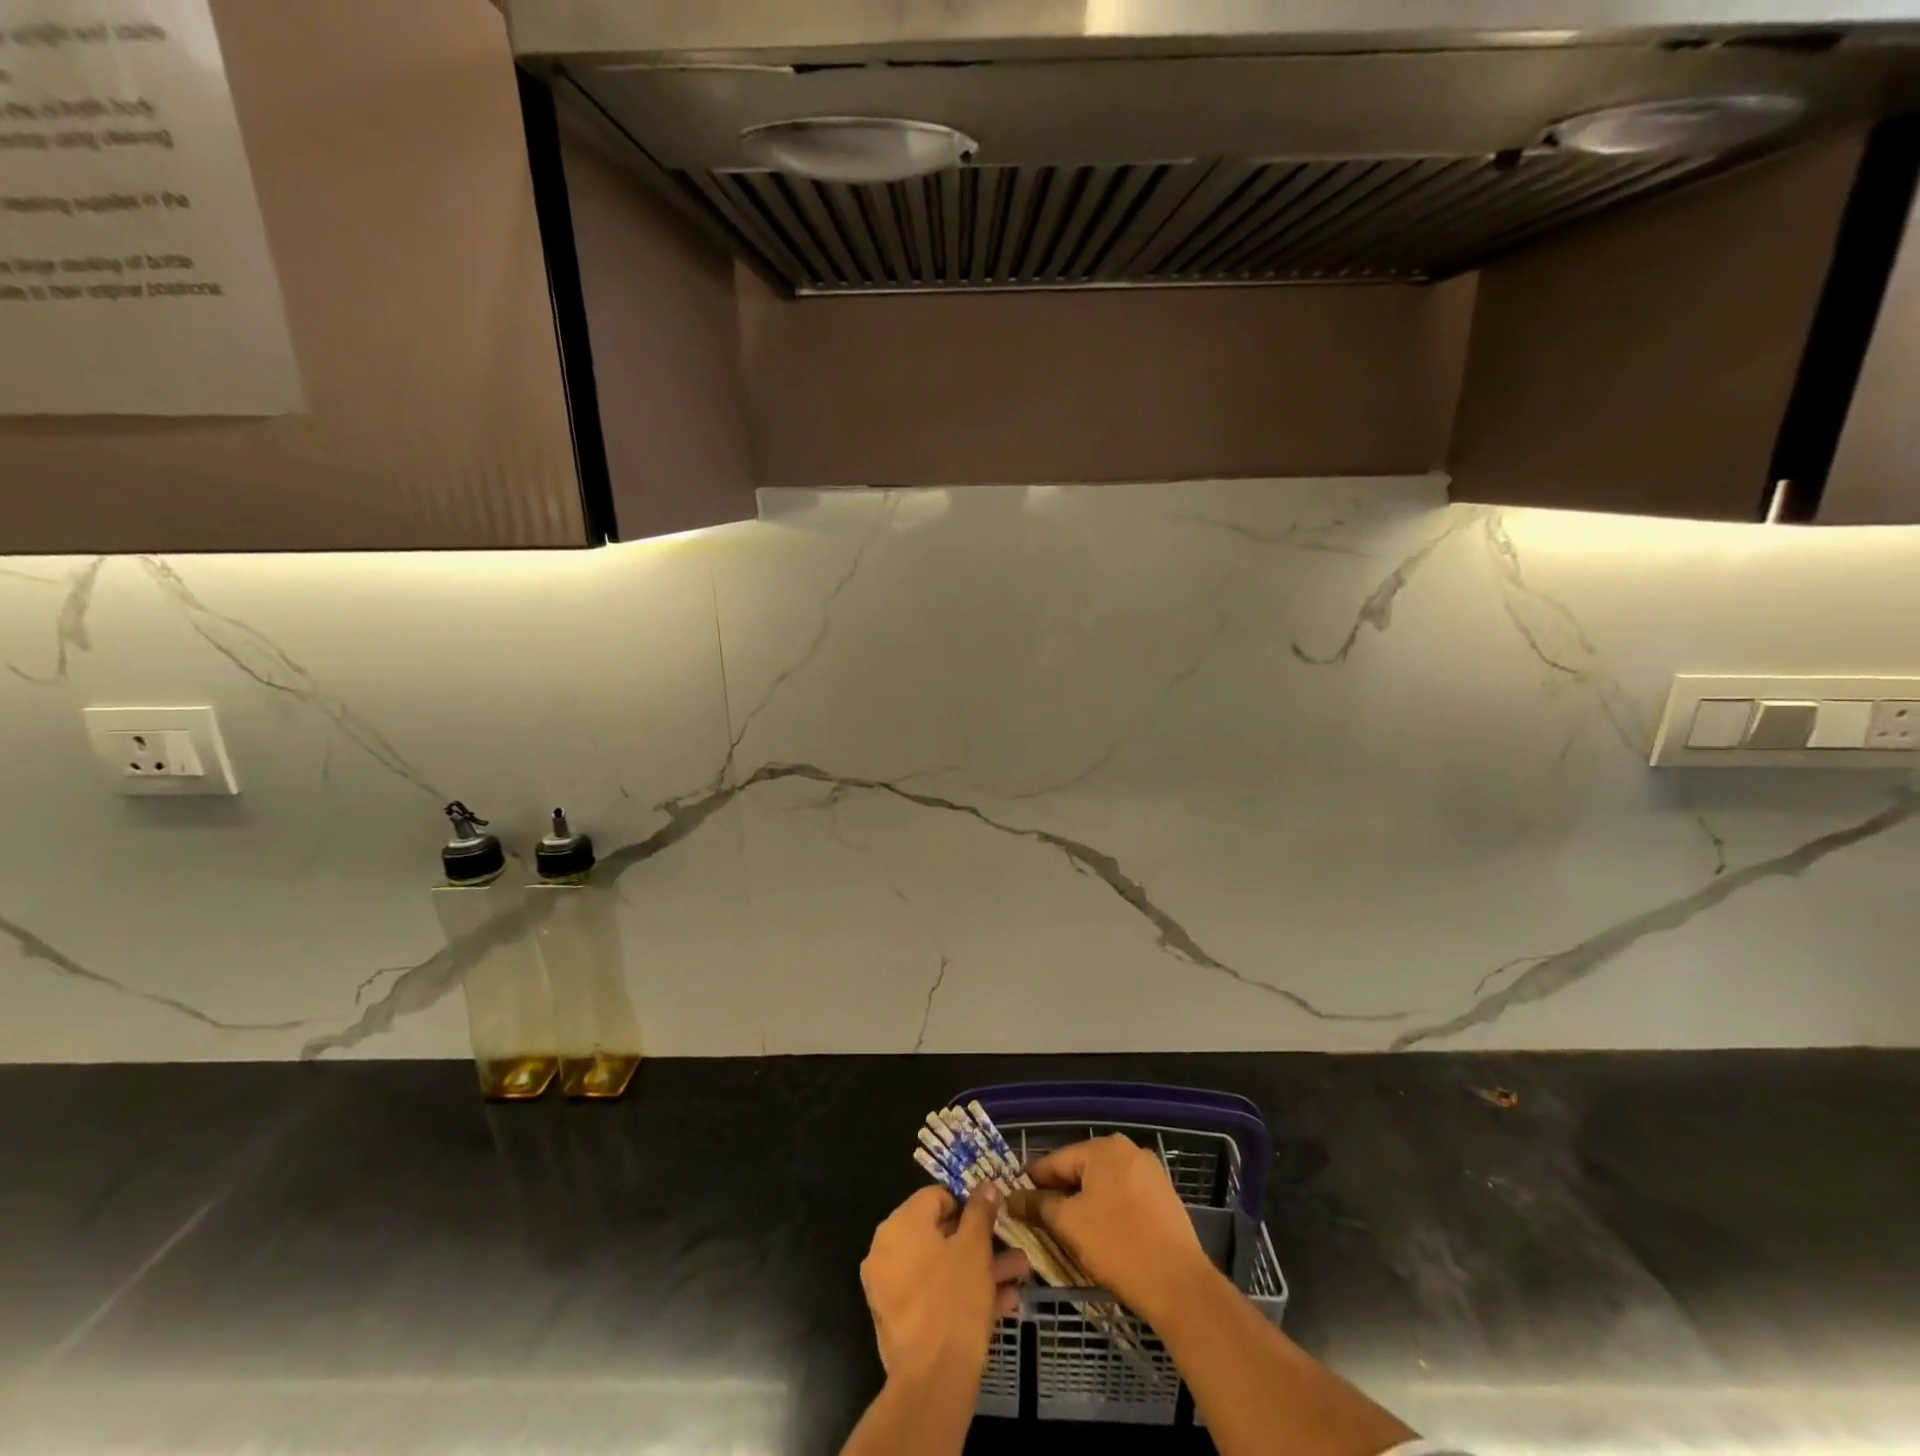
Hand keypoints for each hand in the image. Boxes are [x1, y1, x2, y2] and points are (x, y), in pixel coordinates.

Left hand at [860, 1185, 1029, 1386]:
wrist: (932, 1383)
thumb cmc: (954, 1300)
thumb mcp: (975, 1248)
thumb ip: (980, 1211)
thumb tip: (985, 1186)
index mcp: (899, 1226)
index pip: (936, 1197)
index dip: (968, 1202)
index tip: (994, 1214)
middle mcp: (887, 1251)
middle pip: (940, 1234)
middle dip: (981, 1241)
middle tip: (1011, 1243)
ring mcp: (891, 1289)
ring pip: (942, 1267)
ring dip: (980, 1268)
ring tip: (1019, 1273)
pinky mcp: (901, 1321)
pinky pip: (934, 1295)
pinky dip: (963, 1294)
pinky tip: (1004, 1303)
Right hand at [1008, 1135, 1216, 1324]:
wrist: (1180, 1286)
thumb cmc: (1118, 1247)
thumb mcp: (1069, 1225)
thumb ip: (1039, 1205)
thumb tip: (1013, 1198)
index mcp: (1103, 1148)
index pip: (1055, 1161)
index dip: (1032, 1183)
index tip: (1015, 1202)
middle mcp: (1127, 1150)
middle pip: (1080, 1170)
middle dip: (1059, 1194)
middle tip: (1040, 1222)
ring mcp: (1149, 1172)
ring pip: (1102, 1184)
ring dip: (1083, 1203)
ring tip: (1069, 1232)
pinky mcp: (1162, 1196)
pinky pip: (1123, 1196)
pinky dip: (1107, 1210)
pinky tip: (1101, 1235)